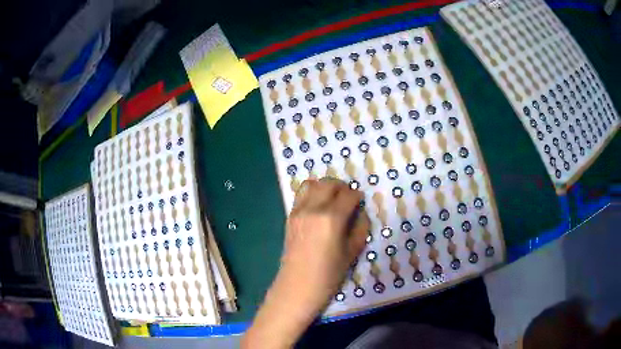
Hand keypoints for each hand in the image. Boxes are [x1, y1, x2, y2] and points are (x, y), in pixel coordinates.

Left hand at [242, 178, 369, 348]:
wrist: (297, 288)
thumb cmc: (328, 275)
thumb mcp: (352, 252)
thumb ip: (360, 227)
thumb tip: (360, 212)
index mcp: (331, 218)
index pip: (348, 195)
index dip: (358, 196)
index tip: (361, 202)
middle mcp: (312, 209)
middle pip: (328, 183)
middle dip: (342, 187)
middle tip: (349, 199)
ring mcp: (298, 212)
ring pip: (311, 184)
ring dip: (325, 187)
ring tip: (333, 199)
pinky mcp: (290, 217)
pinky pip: (301, 195)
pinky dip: (312, 193)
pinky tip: (319, 207)